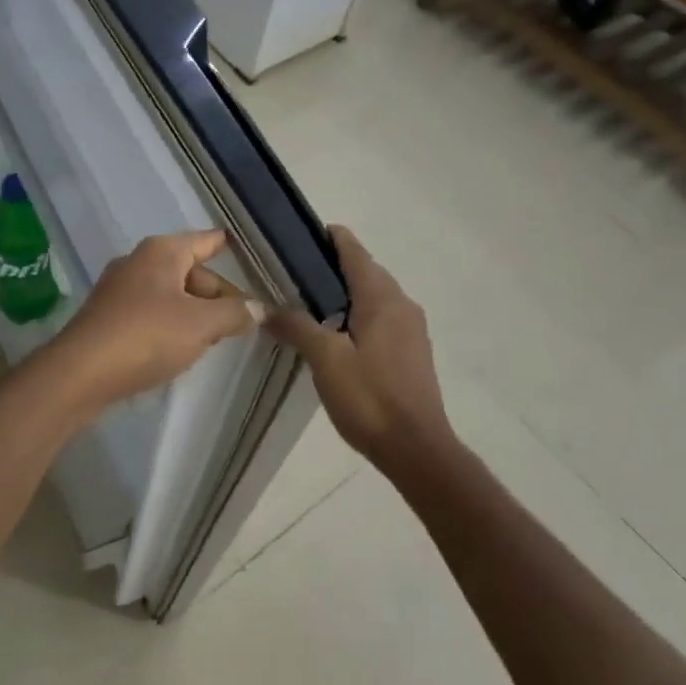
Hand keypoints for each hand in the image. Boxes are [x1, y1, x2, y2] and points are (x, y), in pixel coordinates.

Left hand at [49, 229, 262, 409]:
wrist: (81, 373)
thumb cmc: (147, 336)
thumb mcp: (201, 324)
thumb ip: (234, 313)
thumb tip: (258, 308)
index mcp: (162, 252)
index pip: (205, 241)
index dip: (226, 245)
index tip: (245, 247)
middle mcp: (138, 261)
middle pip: (189, 271)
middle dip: (216, 293)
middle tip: (242, 320)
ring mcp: (119, 289)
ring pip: (170, 293)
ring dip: (194, 311)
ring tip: (216, 337)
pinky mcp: (107, 317)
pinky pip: (150, 311)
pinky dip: (170, 323)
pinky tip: (179, 347)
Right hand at [268, 226, 454, 465]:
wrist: (417, 448)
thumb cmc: (370, 397)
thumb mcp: (325, 359)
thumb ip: (296, 327)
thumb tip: (268, 308)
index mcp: (382, 297)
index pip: (353, 251)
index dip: (329, 238)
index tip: (300, 236)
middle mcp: (402, 304)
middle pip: (365, 271)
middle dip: (332, 267)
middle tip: (292, 275)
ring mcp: (411, 328)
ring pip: (374, 296)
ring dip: (345, 293)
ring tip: (308, 305)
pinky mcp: (412, 351)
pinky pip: (382, 318)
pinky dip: (358, 314)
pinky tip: (336, 335)